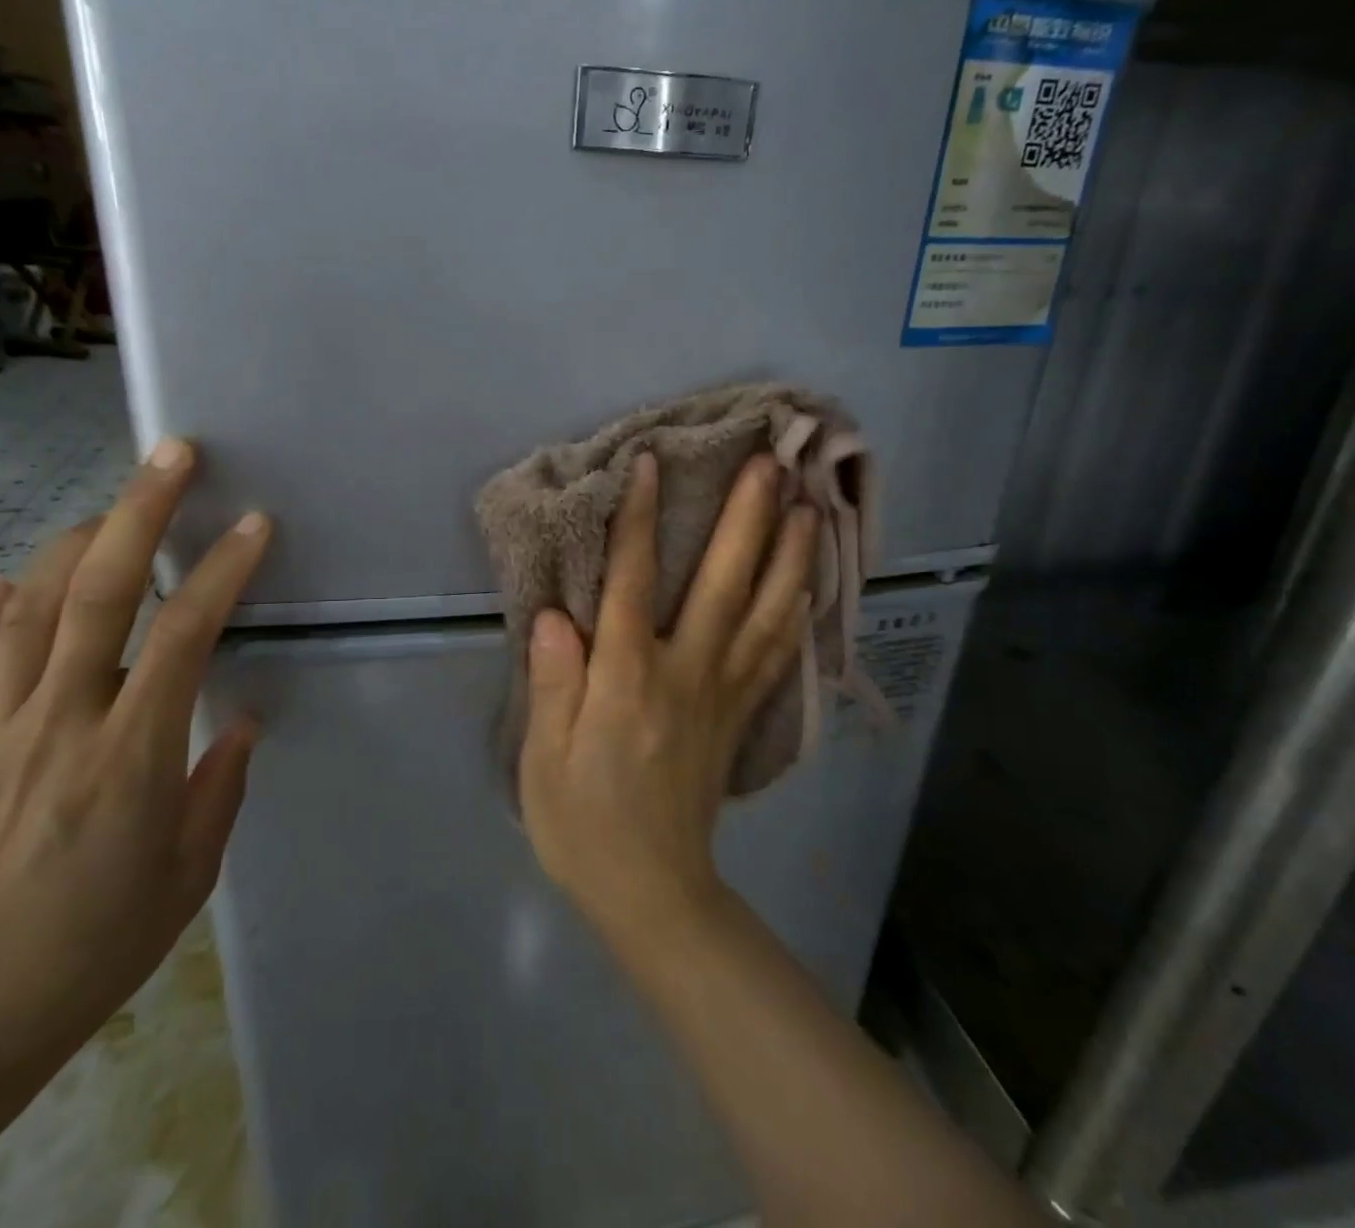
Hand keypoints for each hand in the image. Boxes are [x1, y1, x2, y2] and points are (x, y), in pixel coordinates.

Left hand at [0, 437, 270, 1088]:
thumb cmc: (104, 941)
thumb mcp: (192, 869)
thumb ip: (221, 781)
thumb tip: (239, 716)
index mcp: (131, 754)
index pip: (183, 634)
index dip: (221, 570)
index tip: (254, 525)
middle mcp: (61, 721)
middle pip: (97, 591)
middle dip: (139, 511)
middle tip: (172, 454)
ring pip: (28, 606)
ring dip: (72, 542)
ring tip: (111, 508)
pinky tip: (9, 574)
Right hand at [519, 451, 817, 943]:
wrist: (652, 892)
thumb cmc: (583, 824)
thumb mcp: (544, 760)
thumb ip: (554, 683)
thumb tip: (556, 615)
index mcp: (628, 681)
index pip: (632, 582)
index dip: (639, 519)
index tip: (651, 462)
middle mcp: (686, 674)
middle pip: (723, 583)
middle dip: (747, 517)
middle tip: (770, 463)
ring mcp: (725, 694)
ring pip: (767, 613)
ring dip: (790, 554)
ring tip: (809, 503)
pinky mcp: (743, 715)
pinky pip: (778, 652)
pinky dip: (798, 609)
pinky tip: (810, 580)